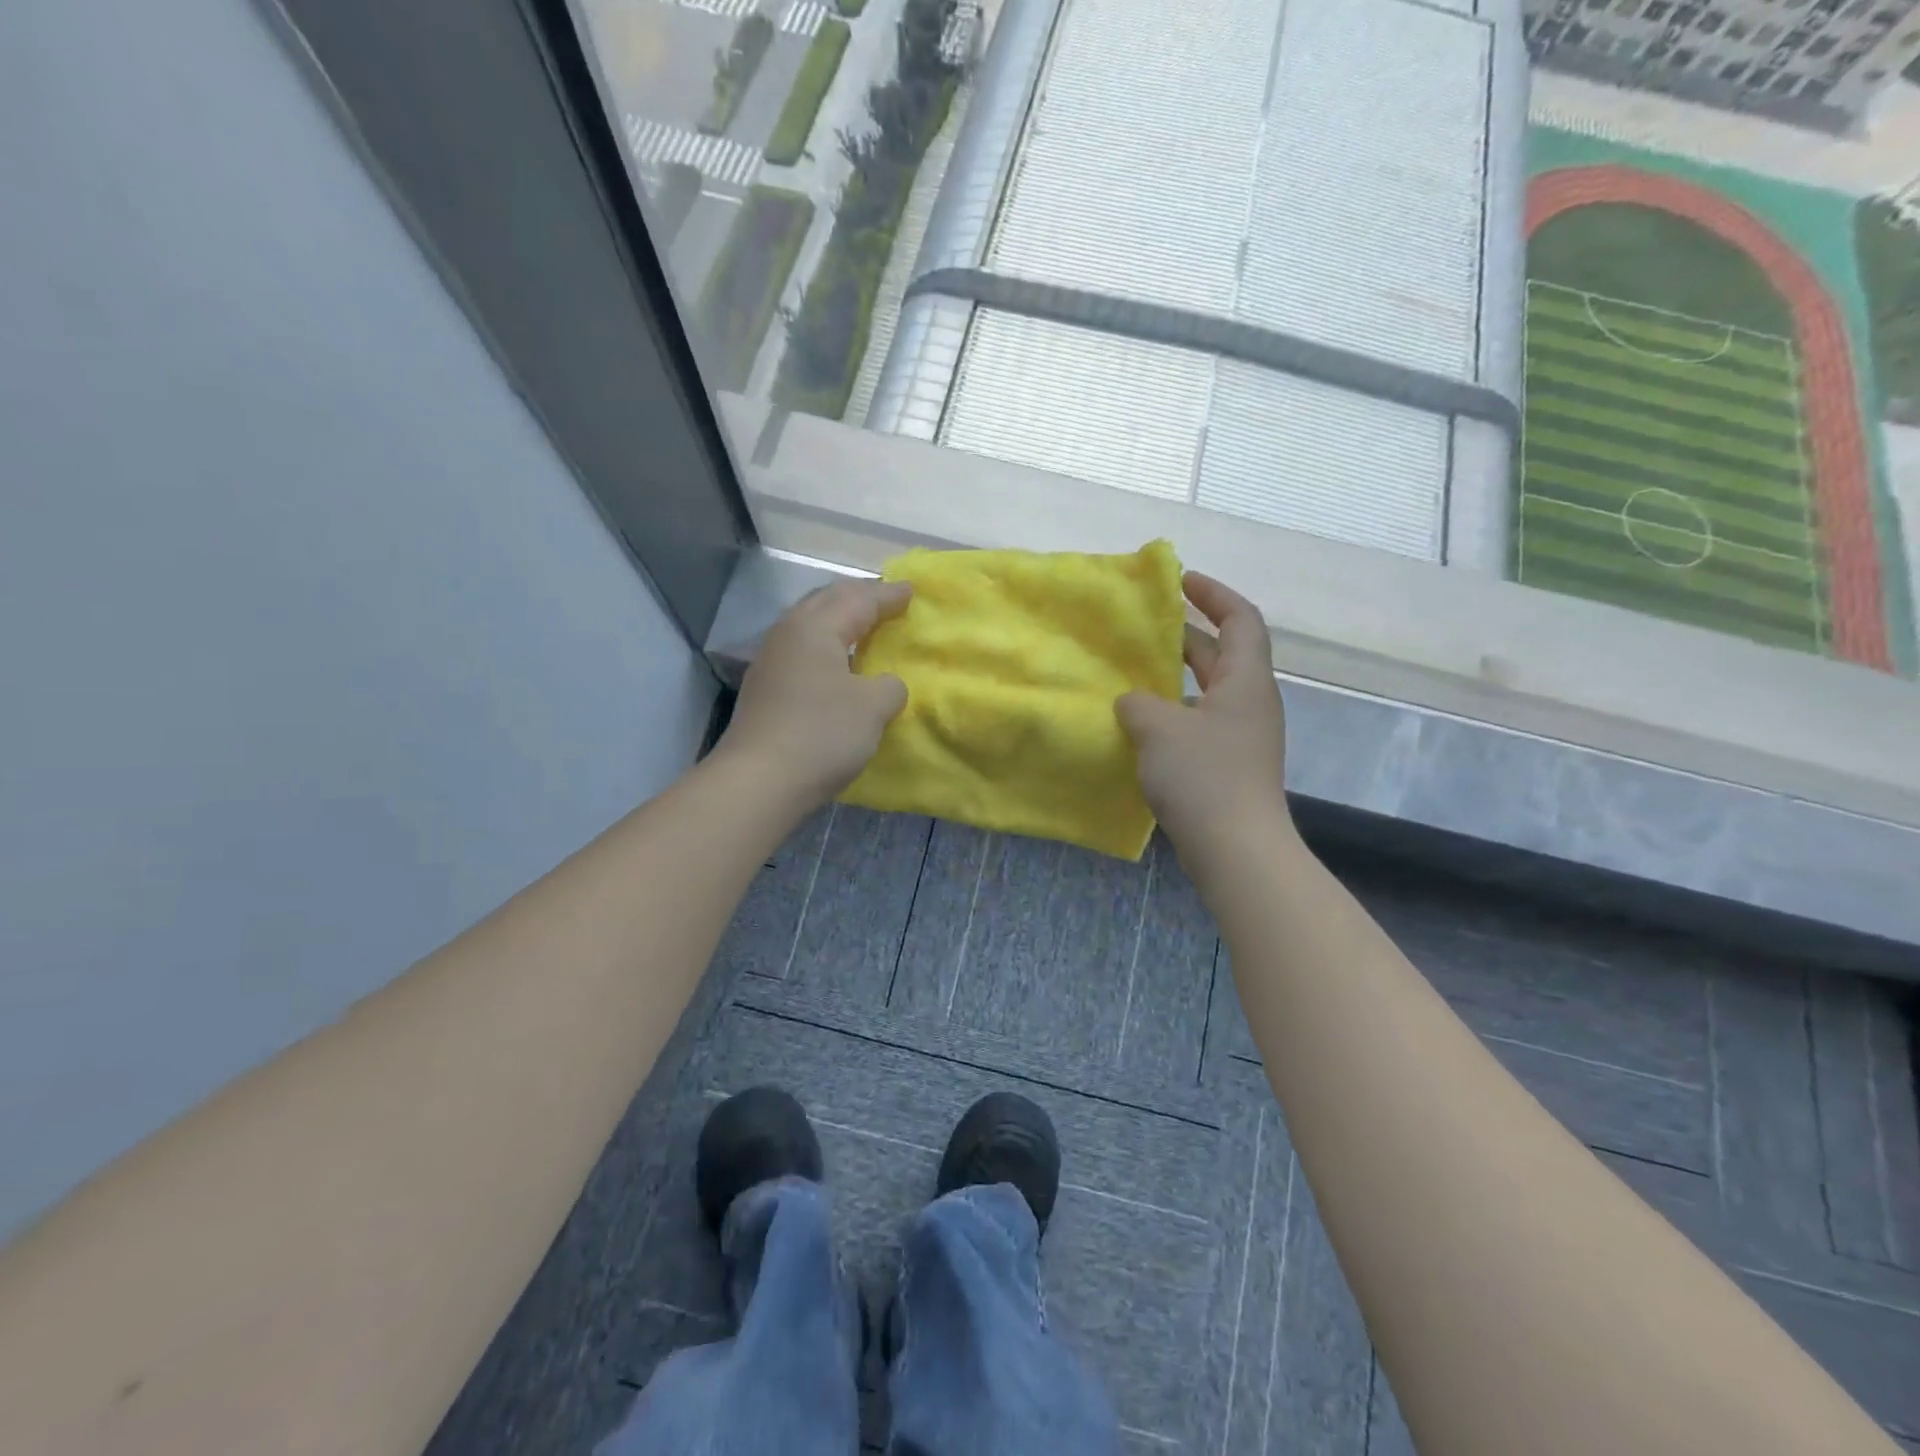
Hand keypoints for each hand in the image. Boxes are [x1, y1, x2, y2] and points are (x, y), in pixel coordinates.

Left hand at [717, 578, 911, 814]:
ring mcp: (771, 660)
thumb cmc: (822, 734)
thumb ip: (889, 686)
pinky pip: (803, 649)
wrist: (759, 781)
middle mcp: (789, 633)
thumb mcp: (872, 707)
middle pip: (827, 601)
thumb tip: (885, 684)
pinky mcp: (765, 687)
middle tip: (886, 599)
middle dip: (859, 596)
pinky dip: (826, 645)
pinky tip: (837, 662)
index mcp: (816, 627)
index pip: (860, 599)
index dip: (888, 595)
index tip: (912, 590)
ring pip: (810, 624)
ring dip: (839, 619)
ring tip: (862, 626)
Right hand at [1115, 572, 1290, 861]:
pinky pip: (1199, 723)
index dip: (1213, 593)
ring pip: (1207, 691)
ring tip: (1133, 673)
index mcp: (1245, 680)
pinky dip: (1173, 713)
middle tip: (1144, 627)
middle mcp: (1249, 702)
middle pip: (1222, 653)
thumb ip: (1138, 703)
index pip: (1240, 619)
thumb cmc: (1203, 777)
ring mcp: (1241, 736)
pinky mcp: (1228, 765)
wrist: (1236, 849)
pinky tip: (1140, 725)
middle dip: (1186, 634)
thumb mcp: (1159, 728)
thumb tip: (1132, 701)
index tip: (1179, 581)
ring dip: (1174, 678)